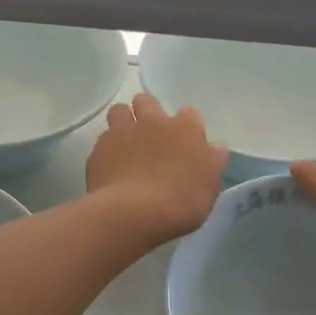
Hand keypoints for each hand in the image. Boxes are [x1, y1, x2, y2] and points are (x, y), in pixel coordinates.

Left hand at [86, 93, 227, 241]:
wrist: (134, 213)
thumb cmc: (182, 201)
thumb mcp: (209, 186)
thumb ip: (212, 162)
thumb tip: (217, 146)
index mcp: (185, 128)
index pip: (190, 114)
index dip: (187, 126)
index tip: (186, 142)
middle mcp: (152, 121)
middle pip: (147, 101)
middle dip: (148, 111)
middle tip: (151, 135)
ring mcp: (122, 132)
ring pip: (119, 111)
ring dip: (123, 122)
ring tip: (126, 143)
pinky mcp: (99, 149)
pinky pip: (102, 141)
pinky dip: (107, 149)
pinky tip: (111, 167)